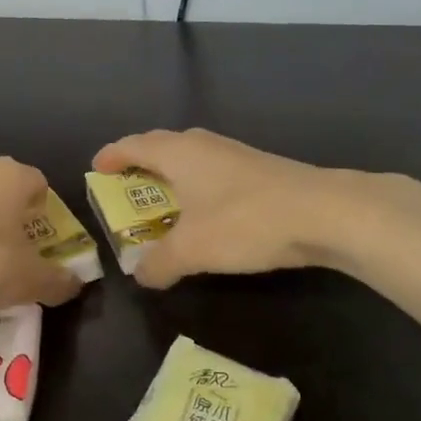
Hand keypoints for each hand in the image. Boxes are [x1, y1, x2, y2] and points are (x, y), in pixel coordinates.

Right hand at [93, 128, 351, 288]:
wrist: (325, 212)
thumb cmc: (245, 222)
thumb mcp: (193, 249)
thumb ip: (160, 263)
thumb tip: (141, 275)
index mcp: (177, 153)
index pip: (133, 145)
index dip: (111, 156)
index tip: (96, 169)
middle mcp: (202, 145)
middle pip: (159, 146)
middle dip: (139, 164)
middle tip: (125, 188)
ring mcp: (233, 153)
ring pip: (189, 158)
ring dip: (171, 176)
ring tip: (163, 202)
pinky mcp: (258, 169)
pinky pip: (212, 171)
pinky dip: (197, 186)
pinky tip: (206, 212)